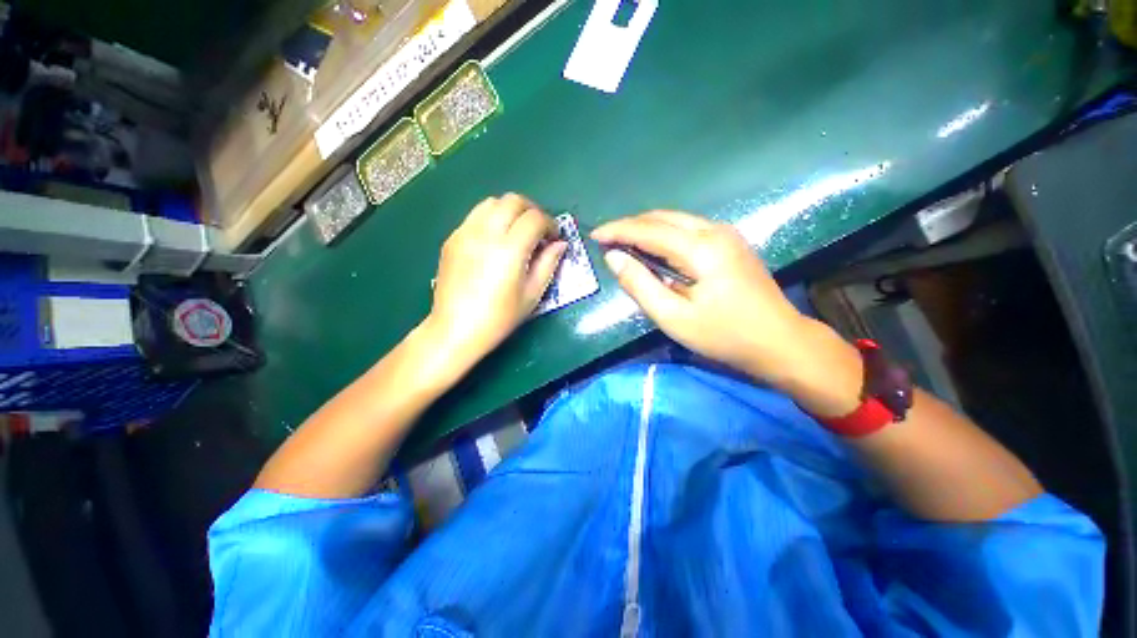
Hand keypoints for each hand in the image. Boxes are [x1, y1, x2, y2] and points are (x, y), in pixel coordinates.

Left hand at [423, 193, 565, 374]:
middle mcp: (485, 233)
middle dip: (531, 210)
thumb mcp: (532, 294)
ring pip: (491, 202)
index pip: (534, 218)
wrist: (456, 329)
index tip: (553, 237)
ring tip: (516, 231)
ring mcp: (464, 233)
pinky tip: (494, 240)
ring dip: (510, 211)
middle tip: (538, 230)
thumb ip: (548, 264)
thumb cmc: (499, 318)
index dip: (550, 223)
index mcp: (509, 250)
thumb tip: (560, 244)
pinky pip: (475, 216)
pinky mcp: (452, 239)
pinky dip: (491, 219)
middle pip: (513, 200)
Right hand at [592, 211, 862, 415]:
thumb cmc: (724, 335)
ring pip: (676, 220)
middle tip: (607, 239)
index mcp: (701, 248)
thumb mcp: (674, 317)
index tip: (595, 235)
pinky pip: (688, 229)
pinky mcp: (730, 243)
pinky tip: (653, 248)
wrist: (780, 342)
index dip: (618, 230)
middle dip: (630, 225)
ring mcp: (726, 234)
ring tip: (623, 242)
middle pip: (662, 218)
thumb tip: (614, 258)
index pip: (648, 230)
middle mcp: (714, 231)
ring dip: (646, 228)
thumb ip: (640, 285)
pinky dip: (664, 235)